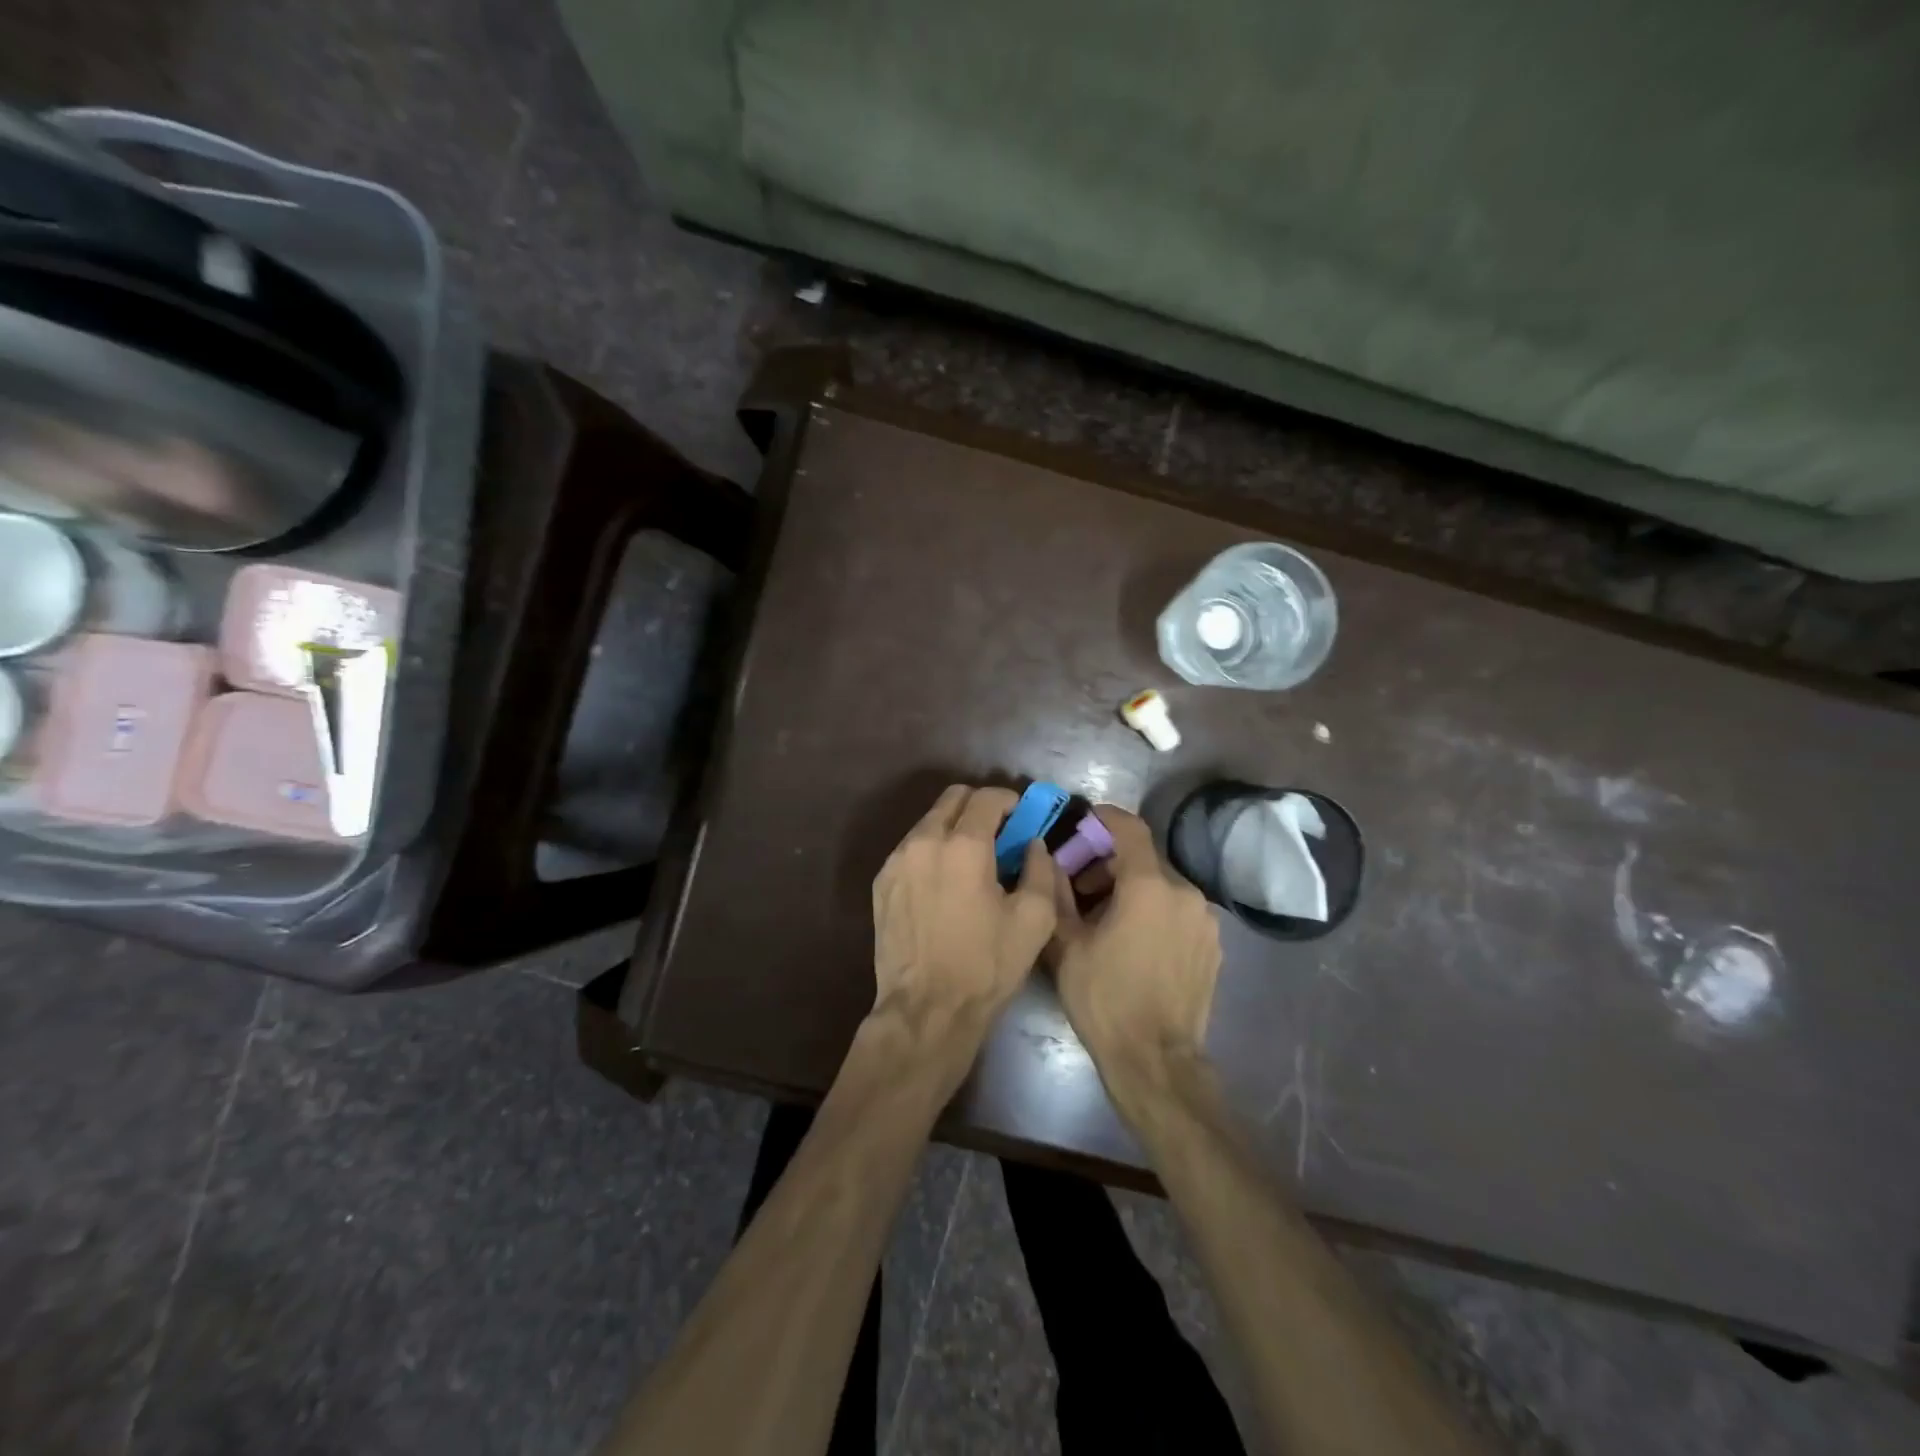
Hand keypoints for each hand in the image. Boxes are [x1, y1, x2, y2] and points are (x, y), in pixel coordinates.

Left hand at [872, 784, 1056, 1046]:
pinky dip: (932, 850)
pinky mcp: (881, 882)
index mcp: (963, 845)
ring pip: (928, 822)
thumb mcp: (1034, 920)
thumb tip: (1033, 844)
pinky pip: (911, 848)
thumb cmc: (986, 965)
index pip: (987, 797)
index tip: (1022, 818)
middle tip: (999, 833)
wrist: (926, 1010)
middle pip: (952, 798)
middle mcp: (923, 841)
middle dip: (980, 807)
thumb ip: (1040, 869)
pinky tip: (944, 882)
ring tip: (971, 861)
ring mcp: (896, 861)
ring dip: (954, 827)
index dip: (1010, 801)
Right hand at [1048, 806, 1222, 1110]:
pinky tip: (1136, 940)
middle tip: (1081, 887)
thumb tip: (1048, 859)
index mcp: (1149, 886)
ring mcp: (1204, 919)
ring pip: (1163, 885)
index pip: (1130, 829)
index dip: (1105, 818)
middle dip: (1111, 863)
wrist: (1155, 1060)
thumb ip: (1057, 893)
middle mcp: (1185, 892)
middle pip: (1145, 859)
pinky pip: (1179, 910)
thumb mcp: (1067, 944)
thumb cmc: (1105, 999)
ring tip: (1107, 919)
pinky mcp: (1213, 944)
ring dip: (1134, 889)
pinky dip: (1156, 910)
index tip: (1084, 820)